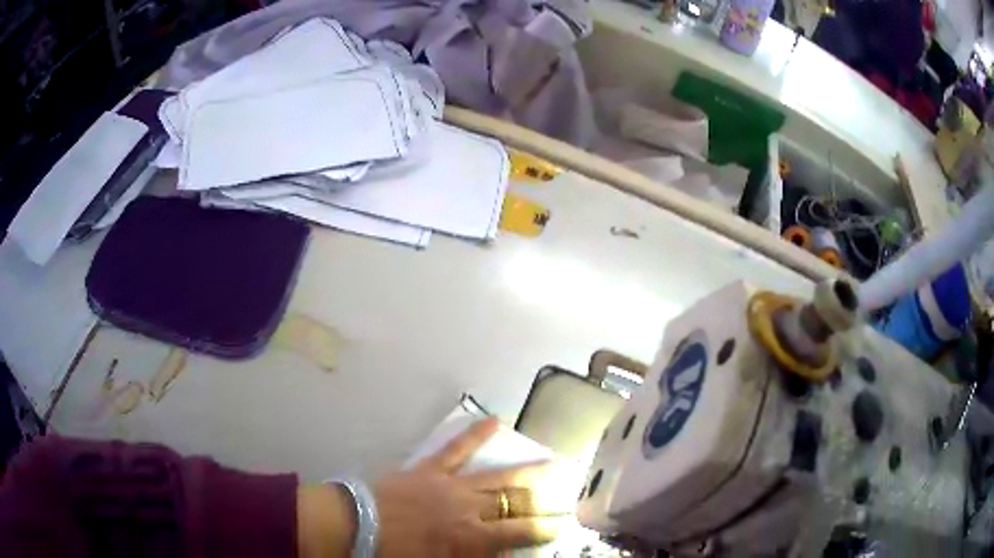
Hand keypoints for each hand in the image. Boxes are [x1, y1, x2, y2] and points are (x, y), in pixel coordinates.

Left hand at [373, 418, 569, 556]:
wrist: (356, 525)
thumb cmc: (395, 553)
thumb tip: (501, 552)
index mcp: (470, 537)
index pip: (519, 533)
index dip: (544, 530)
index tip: (561, 527)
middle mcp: (469, 508)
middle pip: (515, 503)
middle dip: (542, 502)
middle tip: (565, 497)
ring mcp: (451, 485)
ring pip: (497, 476)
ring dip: (527, 472)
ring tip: (552, 464)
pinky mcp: (430, 468)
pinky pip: (456, 449)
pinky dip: (476, 434)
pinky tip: (495, 420)